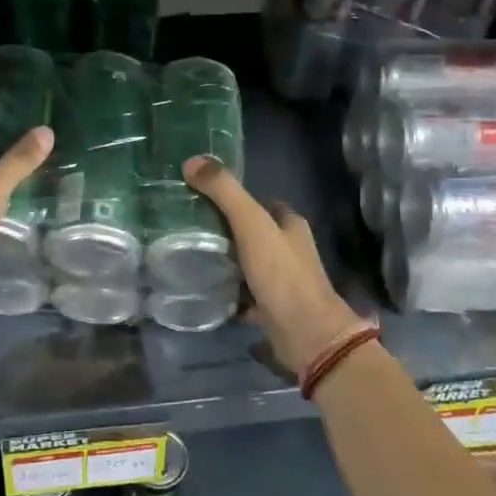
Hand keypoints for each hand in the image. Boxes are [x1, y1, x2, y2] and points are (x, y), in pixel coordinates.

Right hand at [183, 156, 366, 376]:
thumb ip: (225, 192)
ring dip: (226, 262)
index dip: (238, 198)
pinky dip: (228, 293)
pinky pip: (244, 295)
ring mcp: (282, 282)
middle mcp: (290, 250)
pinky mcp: (272, 309)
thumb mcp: (251, 225)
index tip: (205, 197)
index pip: (263, 203)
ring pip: (249, 264)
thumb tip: (192, 160)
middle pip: (255, 234)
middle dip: (228, 231)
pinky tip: (204, 290)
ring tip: (190, 256)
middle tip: (190, 227)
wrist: (305, 334)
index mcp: (290, 225)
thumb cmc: (281, 274)